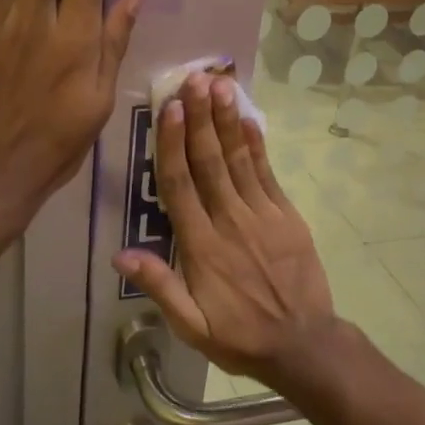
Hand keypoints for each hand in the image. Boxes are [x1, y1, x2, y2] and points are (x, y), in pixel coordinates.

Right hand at [113, 71, 335, 388]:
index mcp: (202, 246)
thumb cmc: (240, 336)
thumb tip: (121, 255)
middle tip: (193, 79)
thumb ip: (160, 287)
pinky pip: (269, 175)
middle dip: (200, 118)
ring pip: (239, 161)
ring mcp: (262, 216)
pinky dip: (258, 146)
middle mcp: (230, 222)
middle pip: (210, 162)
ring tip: (219, 87)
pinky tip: (249, 120)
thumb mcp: (192, 327)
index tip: (170, 110)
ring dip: (227, 122)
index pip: (181, 185)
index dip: (174, 144)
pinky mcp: (286, 217)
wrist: (303, 344)